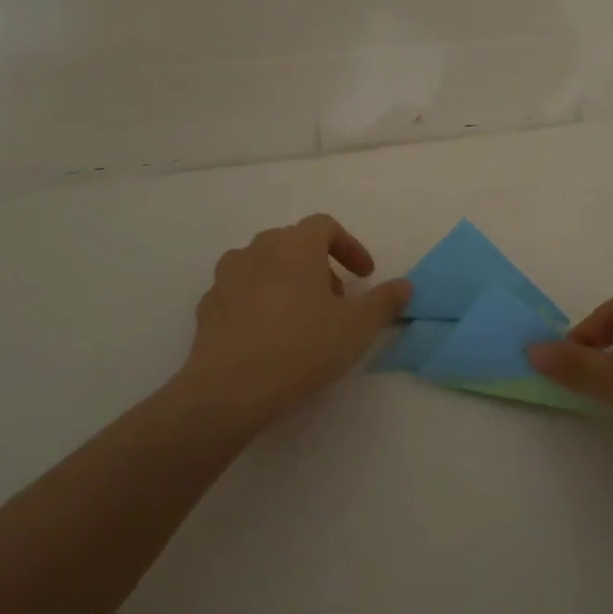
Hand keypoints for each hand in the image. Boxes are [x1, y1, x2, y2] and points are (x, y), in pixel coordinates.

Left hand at [178, 214, 411, 427]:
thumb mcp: (356, 327)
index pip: (325, 226)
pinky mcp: (208, 304)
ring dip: (286, 280)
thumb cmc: (301, 346)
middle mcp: (259, 248)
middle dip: (319, 265)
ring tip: (300, 316)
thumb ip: (384, 302)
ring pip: (264, 265)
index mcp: (296, 244)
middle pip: (294, 243)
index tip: (364, 275)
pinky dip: (258, 302)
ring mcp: (228, 275)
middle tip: (336, 299)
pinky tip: (267, 335)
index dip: (349, 247)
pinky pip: (240, 292)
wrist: (229, 387)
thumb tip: (405, 285)